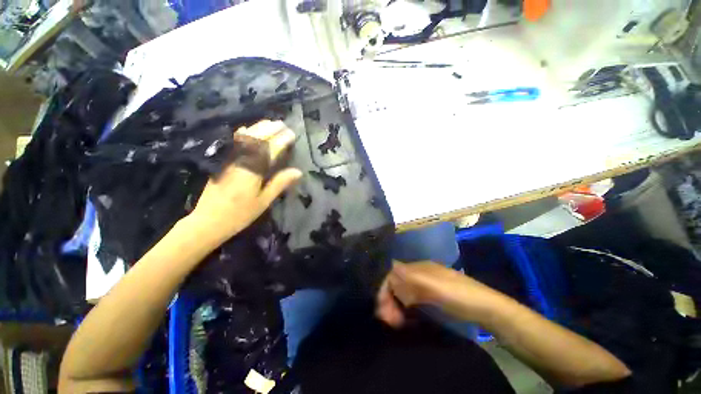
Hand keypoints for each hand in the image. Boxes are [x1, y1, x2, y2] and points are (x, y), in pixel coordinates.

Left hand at [187, 120, 301, 244]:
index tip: (291, 134)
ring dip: (258, 128)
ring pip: (244, 138)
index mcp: (252, 170)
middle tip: (282, 123)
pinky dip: (243, 134)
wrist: (208, 220)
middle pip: (256, 139)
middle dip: (270, 129)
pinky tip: (247, 129)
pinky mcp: (223, 162)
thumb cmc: (240, 214)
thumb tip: (298, 171)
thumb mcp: (264, 201)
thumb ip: (280, 183)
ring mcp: (229, 159)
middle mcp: (240, 160)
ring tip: (270, 123)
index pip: (269, 150)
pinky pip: (234, 143)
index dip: (281, 140)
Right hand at [376, 260, 503, 327]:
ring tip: (396, 322)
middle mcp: (419, 274)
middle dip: (389, 299)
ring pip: (403, 292)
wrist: (487, 309)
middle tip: (389, 320)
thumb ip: (410, 278)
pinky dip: (405, 309)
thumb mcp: (434, 286)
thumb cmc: (459, 295)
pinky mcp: (431, 297)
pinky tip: (406, 319)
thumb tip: (389, 270)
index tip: (383, 310)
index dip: (385, 289)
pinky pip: (411, 301)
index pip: (393, 273)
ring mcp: (426, 285)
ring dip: (396, 305)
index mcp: (418, 268)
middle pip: (396, 283)